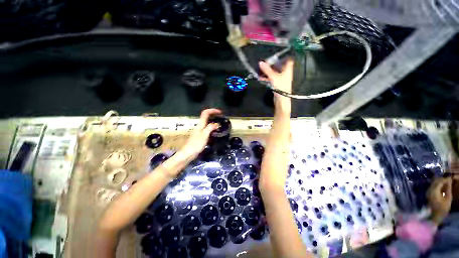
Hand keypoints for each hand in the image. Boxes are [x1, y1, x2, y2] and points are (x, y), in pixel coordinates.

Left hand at [179, 108, 220, 158]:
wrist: (187, 154)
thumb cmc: (196, 144)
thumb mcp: (204, 135)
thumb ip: (210, 128)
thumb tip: (217, 123)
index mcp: (200, 124)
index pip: (205, 113)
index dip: (212, 110)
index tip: (220, 112)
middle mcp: (199, 126)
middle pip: (206, 116)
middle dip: (213, 114)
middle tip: (221, 117)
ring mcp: (199, 131)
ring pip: (206, 122)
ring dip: (213, 120)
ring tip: (219, 124)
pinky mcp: (199, 135)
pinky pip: (206, 128)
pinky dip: (211, 127)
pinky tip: (214, 131)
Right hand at [259, 60, 293, 112]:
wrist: (281, 100)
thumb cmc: (280, 86)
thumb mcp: (273, 77)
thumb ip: (267, 70)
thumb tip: (260, 62)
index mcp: (287, 70)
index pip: (288, 60)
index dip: (284, 56)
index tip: (276, 54)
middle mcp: (285, 73)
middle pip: (280, 66)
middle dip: (272, 64)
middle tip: (265, 62)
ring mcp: (281, 79)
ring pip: (275, 73)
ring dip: (268, 71)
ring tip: (261, 70)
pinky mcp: (277, 84)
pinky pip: (272, 79)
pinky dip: (267, 78)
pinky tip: (261, 78)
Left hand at [427, 177, 452, 224]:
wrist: (435, 216)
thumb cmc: (443, 208)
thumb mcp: (448, 198)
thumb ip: (448, 189)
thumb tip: (449, 181)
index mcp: (434, 191)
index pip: (439, 182)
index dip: (444, 179)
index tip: (450, 177)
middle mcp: (429, 190)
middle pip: (435, 182)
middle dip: (442, 179)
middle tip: (448, 179)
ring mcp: (428, 192)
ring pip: (433, 183)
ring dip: (440, 182)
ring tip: (446, 182)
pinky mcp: (428, 194)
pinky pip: (433, 187)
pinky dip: (438, 185)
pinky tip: (442, 186)